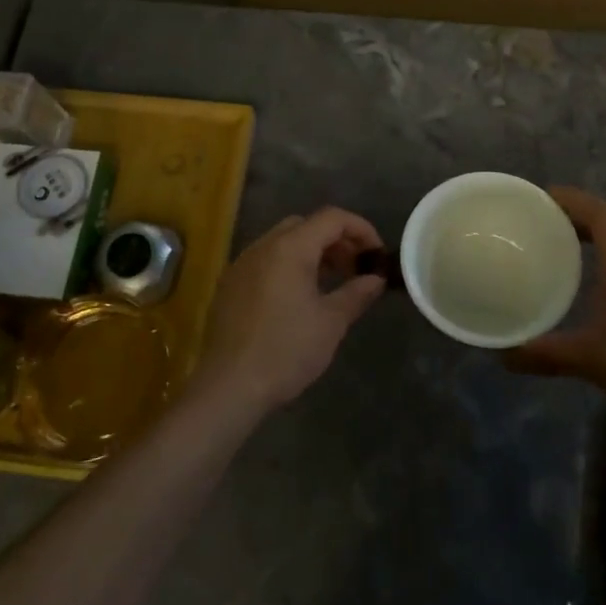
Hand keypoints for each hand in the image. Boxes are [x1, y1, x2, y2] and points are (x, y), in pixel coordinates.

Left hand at [193, 207, 386, 418]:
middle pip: (305, 225)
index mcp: (290, 248)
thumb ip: (357, 293)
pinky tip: (298, 297)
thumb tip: (375, 279)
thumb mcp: (331, 323)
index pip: (331, 218)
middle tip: (355, 268)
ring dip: (311, 252)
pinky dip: (288, 266)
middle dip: (335, 240)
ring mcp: (242, 264)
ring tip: (331, 282)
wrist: (229, 386)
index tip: (377, 254)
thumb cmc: (286, 350)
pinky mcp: (230, 285)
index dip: (361, 229)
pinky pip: (265, 260)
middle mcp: (263, 246)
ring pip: (283, 242)